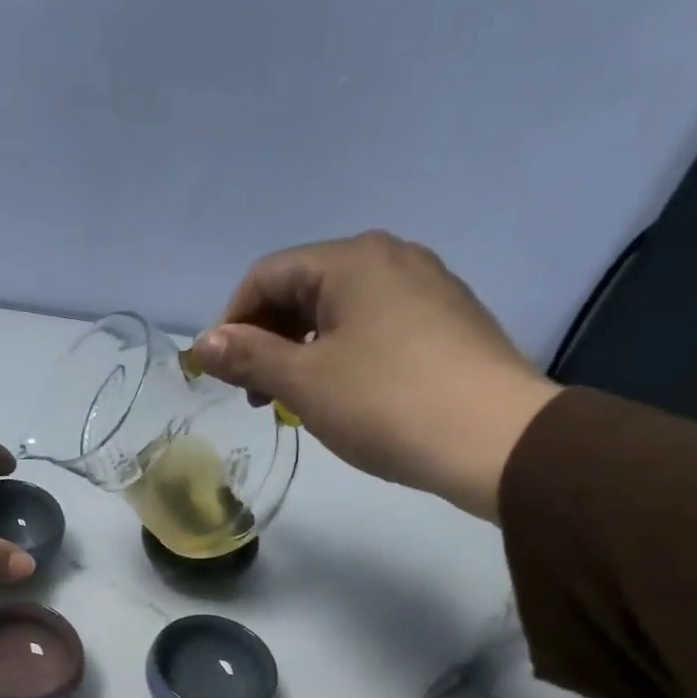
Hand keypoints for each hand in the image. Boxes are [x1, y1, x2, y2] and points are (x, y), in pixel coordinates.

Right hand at [187, 231, 560, 520]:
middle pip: (304, 288)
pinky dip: (341, 354)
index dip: (232, 322)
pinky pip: (374, 327)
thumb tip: (203, 343)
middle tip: (254, 394)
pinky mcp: (447, 322)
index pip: (268, 275)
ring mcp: (427, 287)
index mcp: (352, 260)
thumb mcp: (304, 381)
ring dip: (301, 350)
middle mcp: (391, 258)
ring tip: (292, 400)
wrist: (493, 439)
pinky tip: (342, 395)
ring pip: (339, 310)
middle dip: (266, 338)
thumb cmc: (386, 403)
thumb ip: (248, 356)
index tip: (220, 373)